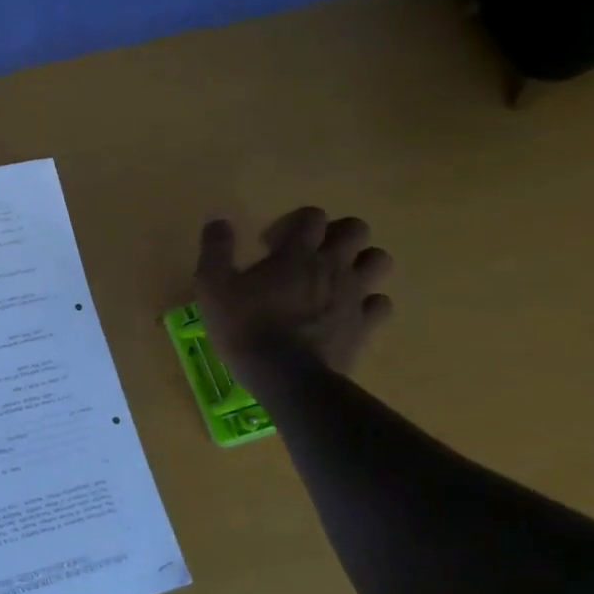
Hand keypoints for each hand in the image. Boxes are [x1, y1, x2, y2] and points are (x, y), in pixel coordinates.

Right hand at [194, 207, 394, 384]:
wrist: (284, 377)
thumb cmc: (244, 327)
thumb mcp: (213, 286)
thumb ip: (215, 248)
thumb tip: (218, 218)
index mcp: (296, 253)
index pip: (311, 216)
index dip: (292, 223)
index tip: (269, 246)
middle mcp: (332, 266)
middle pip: (355, 229)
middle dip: (334, 234)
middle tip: (308, 255)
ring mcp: (353, 296)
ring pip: (379, 260)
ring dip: (359, 262)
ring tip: (333, 278)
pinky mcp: (364, 325)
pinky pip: (381, 303)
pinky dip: (368, 302)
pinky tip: (346, 312)